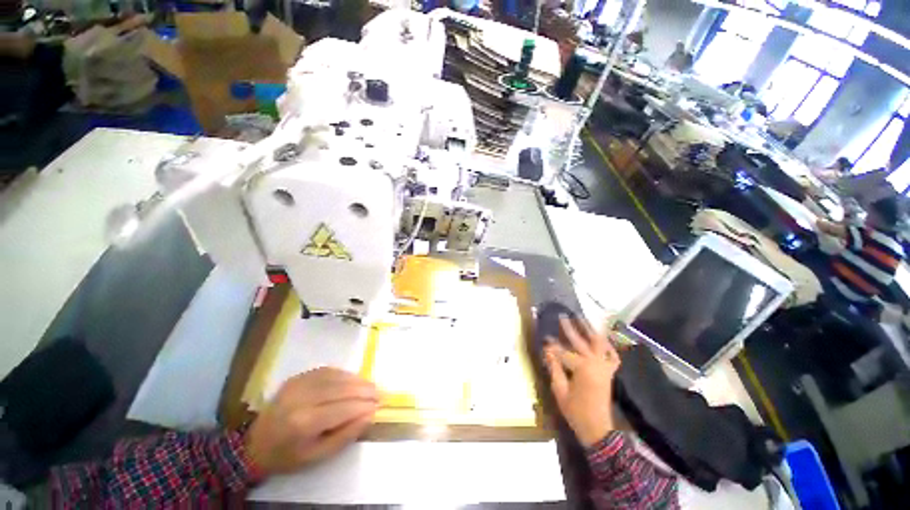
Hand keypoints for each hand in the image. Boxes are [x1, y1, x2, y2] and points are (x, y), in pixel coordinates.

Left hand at [244, 367, 378, 475]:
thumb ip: (346, 434)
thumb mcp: (318, 455)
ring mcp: (298, 384)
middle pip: (342, 388)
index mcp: (304, 423)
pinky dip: (344, 374)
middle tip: (379, 393)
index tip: (379, 405)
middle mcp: (301, 398)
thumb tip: (370, 413)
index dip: (364, 405)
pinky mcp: (297, 377)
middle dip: (365, 389)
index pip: (344, 408)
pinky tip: (353, 380)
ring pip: (337, 376)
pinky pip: (327, 371)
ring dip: (357, 380)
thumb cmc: (288, 456)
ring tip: (370, 386)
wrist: (255, 445)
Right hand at [544, 316, 620, 447]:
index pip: (563, 352)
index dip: (552, 346)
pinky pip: (613, 356)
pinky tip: (603, 339)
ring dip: (591, 331)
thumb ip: (554, 367)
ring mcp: (604, 367)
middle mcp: (595, 363)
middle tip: (562, 317)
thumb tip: (548, 349)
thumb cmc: (575, 411)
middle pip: (581, 342)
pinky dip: (609, 346)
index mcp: (582, 368)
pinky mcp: (609, 372)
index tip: (544, 339)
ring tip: (584, 319)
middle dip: (571, 329)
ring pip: (600, 344)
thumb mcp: (560, 390)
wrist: (597, 429)